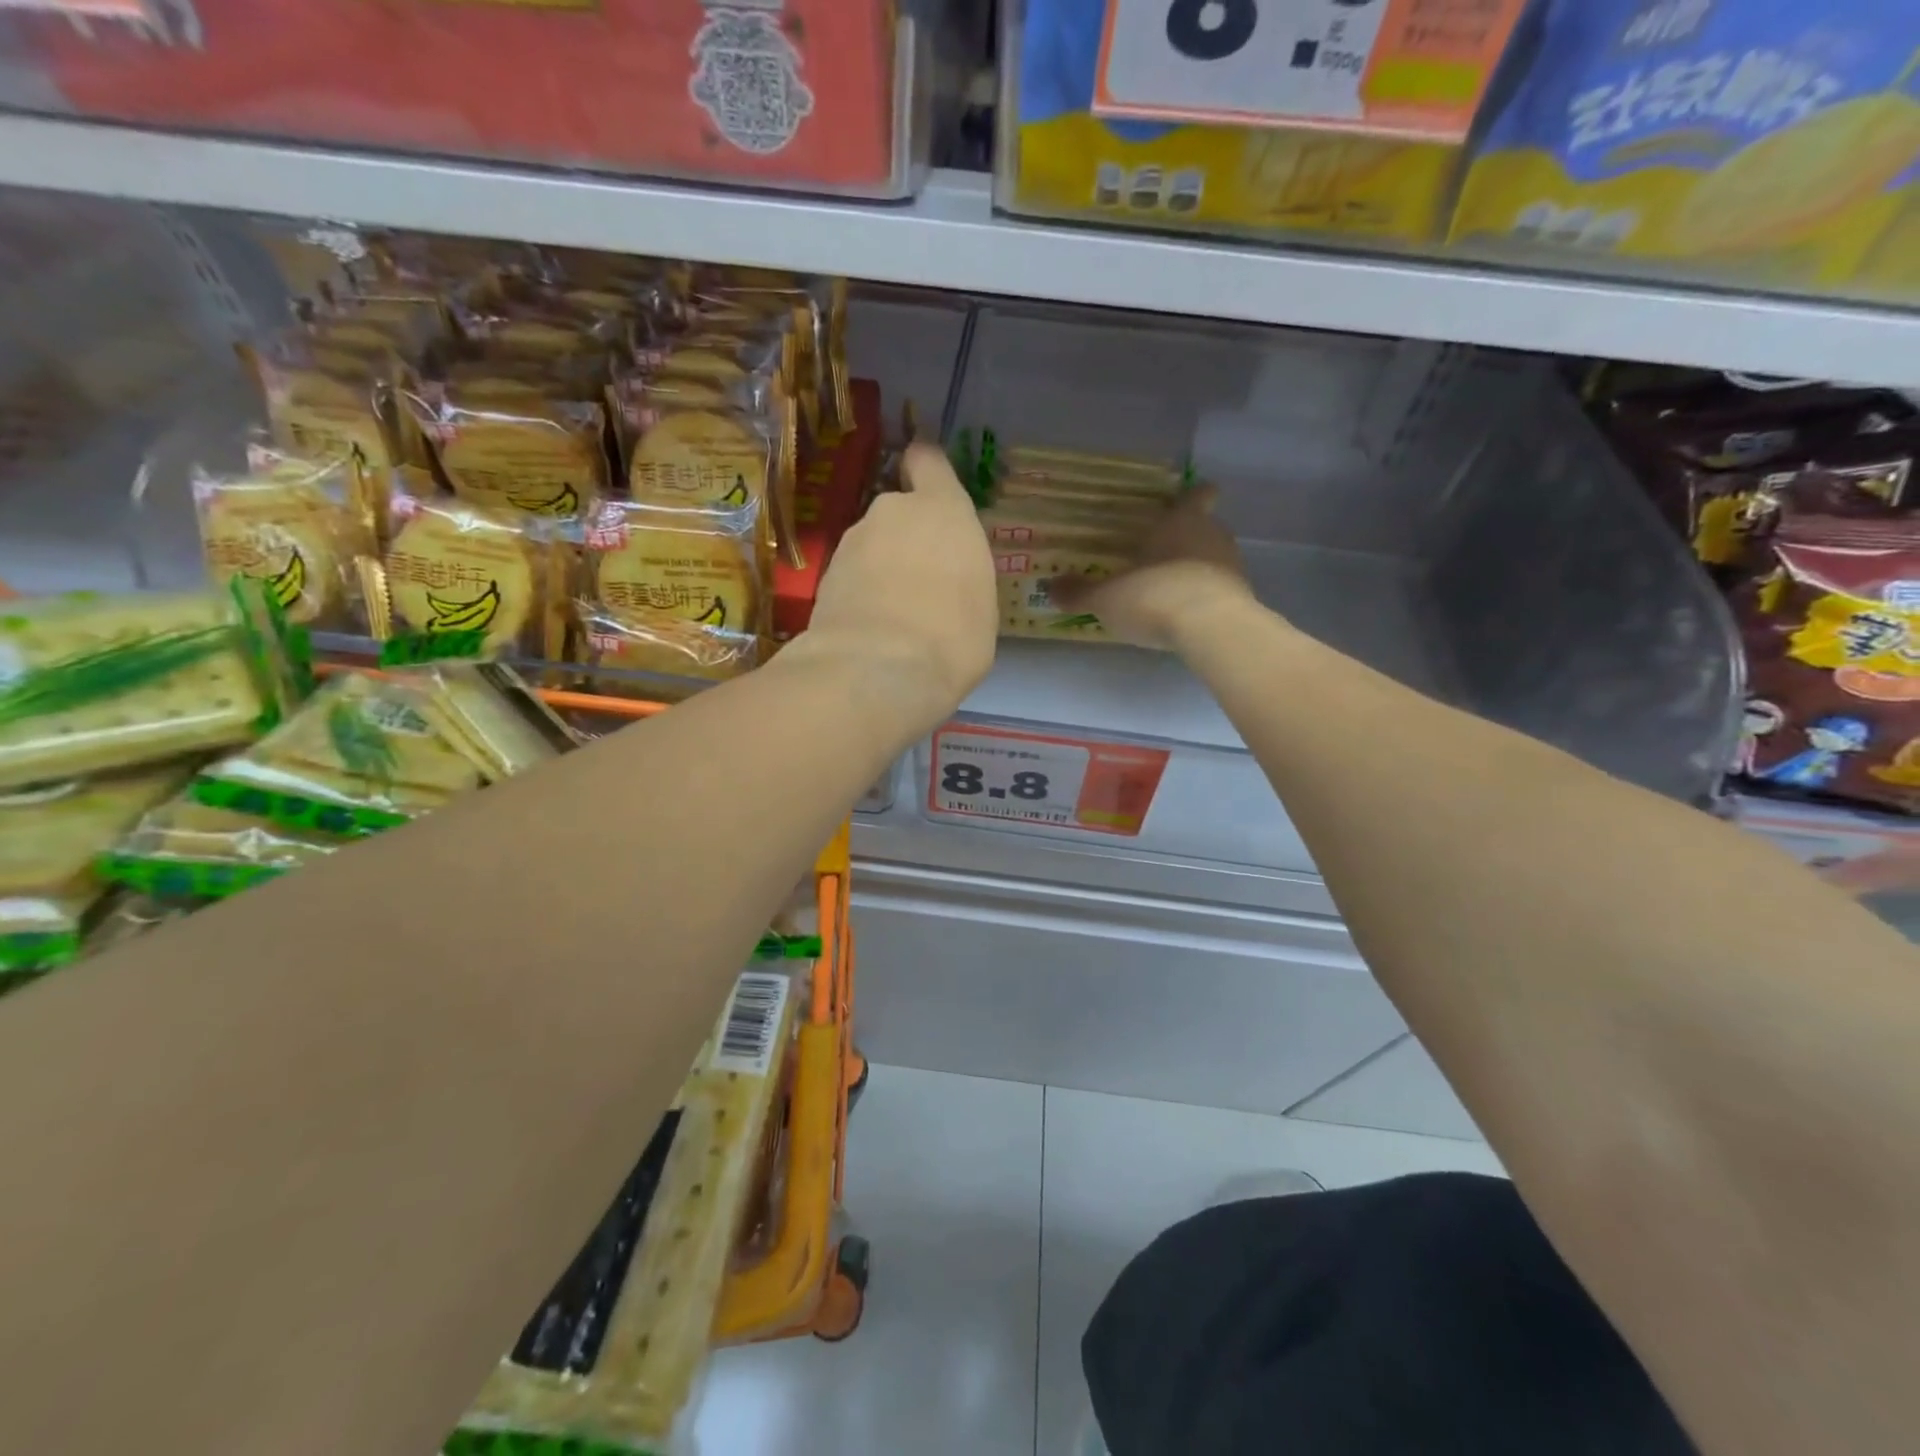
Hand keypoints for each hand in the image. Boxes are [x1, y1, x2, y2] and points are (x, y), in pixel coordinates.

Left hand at [791, 442, 997, 733]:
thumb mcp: (981, 606)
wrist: (878, 672)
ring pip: (871, 546)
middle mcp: (892, 513)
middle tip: (922, 585)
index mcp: (942, 509)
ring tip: (895, 617)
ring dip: (881, 569)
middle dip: (907, 539)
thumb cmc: (952, 637)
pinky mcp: (824, 577)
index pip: (927, 461)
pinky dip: (859, 595)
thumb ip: (962, 574)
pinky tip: (870, 631)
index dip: (926, 470)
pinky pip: (851, 577)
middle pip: (899, 512)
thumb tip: (946, 581)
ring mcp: (851, 543)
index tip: (928, 487)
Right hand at [1050, 485, 1256, 650]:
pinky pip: (1220, 588)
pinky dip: (1205, 595)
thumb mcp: (1107, 598)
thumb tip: (1050, 588)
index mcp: (1180, 522)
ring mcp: (1231, 566)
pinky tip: (1186, 613)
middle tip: (1162, 551)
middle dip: (1187, 536)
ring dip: (1196, 568)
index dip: (1192, 496)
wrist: (1211, 629)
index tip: (1189, 497)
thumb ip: (1080, 593)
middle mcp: (1210, 535)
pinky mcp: (1242, 597)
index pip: (1194, 496)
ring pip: (1213, 557)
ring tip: (1171, 586)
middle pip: (1204, 526)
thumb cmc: (1154, 596)